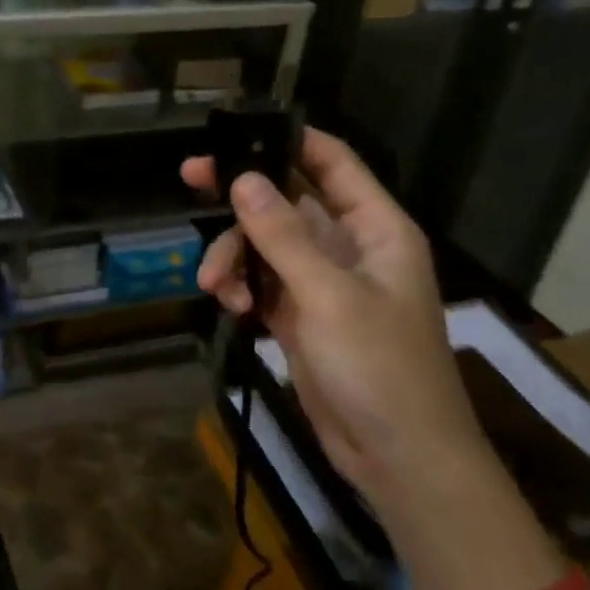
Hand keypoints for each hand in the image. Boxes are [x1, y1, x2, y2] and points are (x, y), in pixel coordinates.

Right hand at [182, 128, 563, 589]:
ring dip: (234, 255)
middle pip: (287, 200)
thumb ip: (283, 236)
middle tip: (190, 177)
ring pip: (266, 243)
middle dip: (240, 197)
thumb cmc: (379, 369)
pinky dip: (241, 287)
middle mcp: (349, 247)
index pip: (333, 163)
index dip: (290, 139)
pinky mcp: (301, 314)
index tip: (238, 131)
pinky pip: (262, 281)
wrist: (398, 458)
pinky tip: (230, 306)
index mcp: (375, 229)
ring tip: (213, 283)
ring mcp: (323, 282)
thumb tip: (243, 179)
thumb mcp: (329, 296)